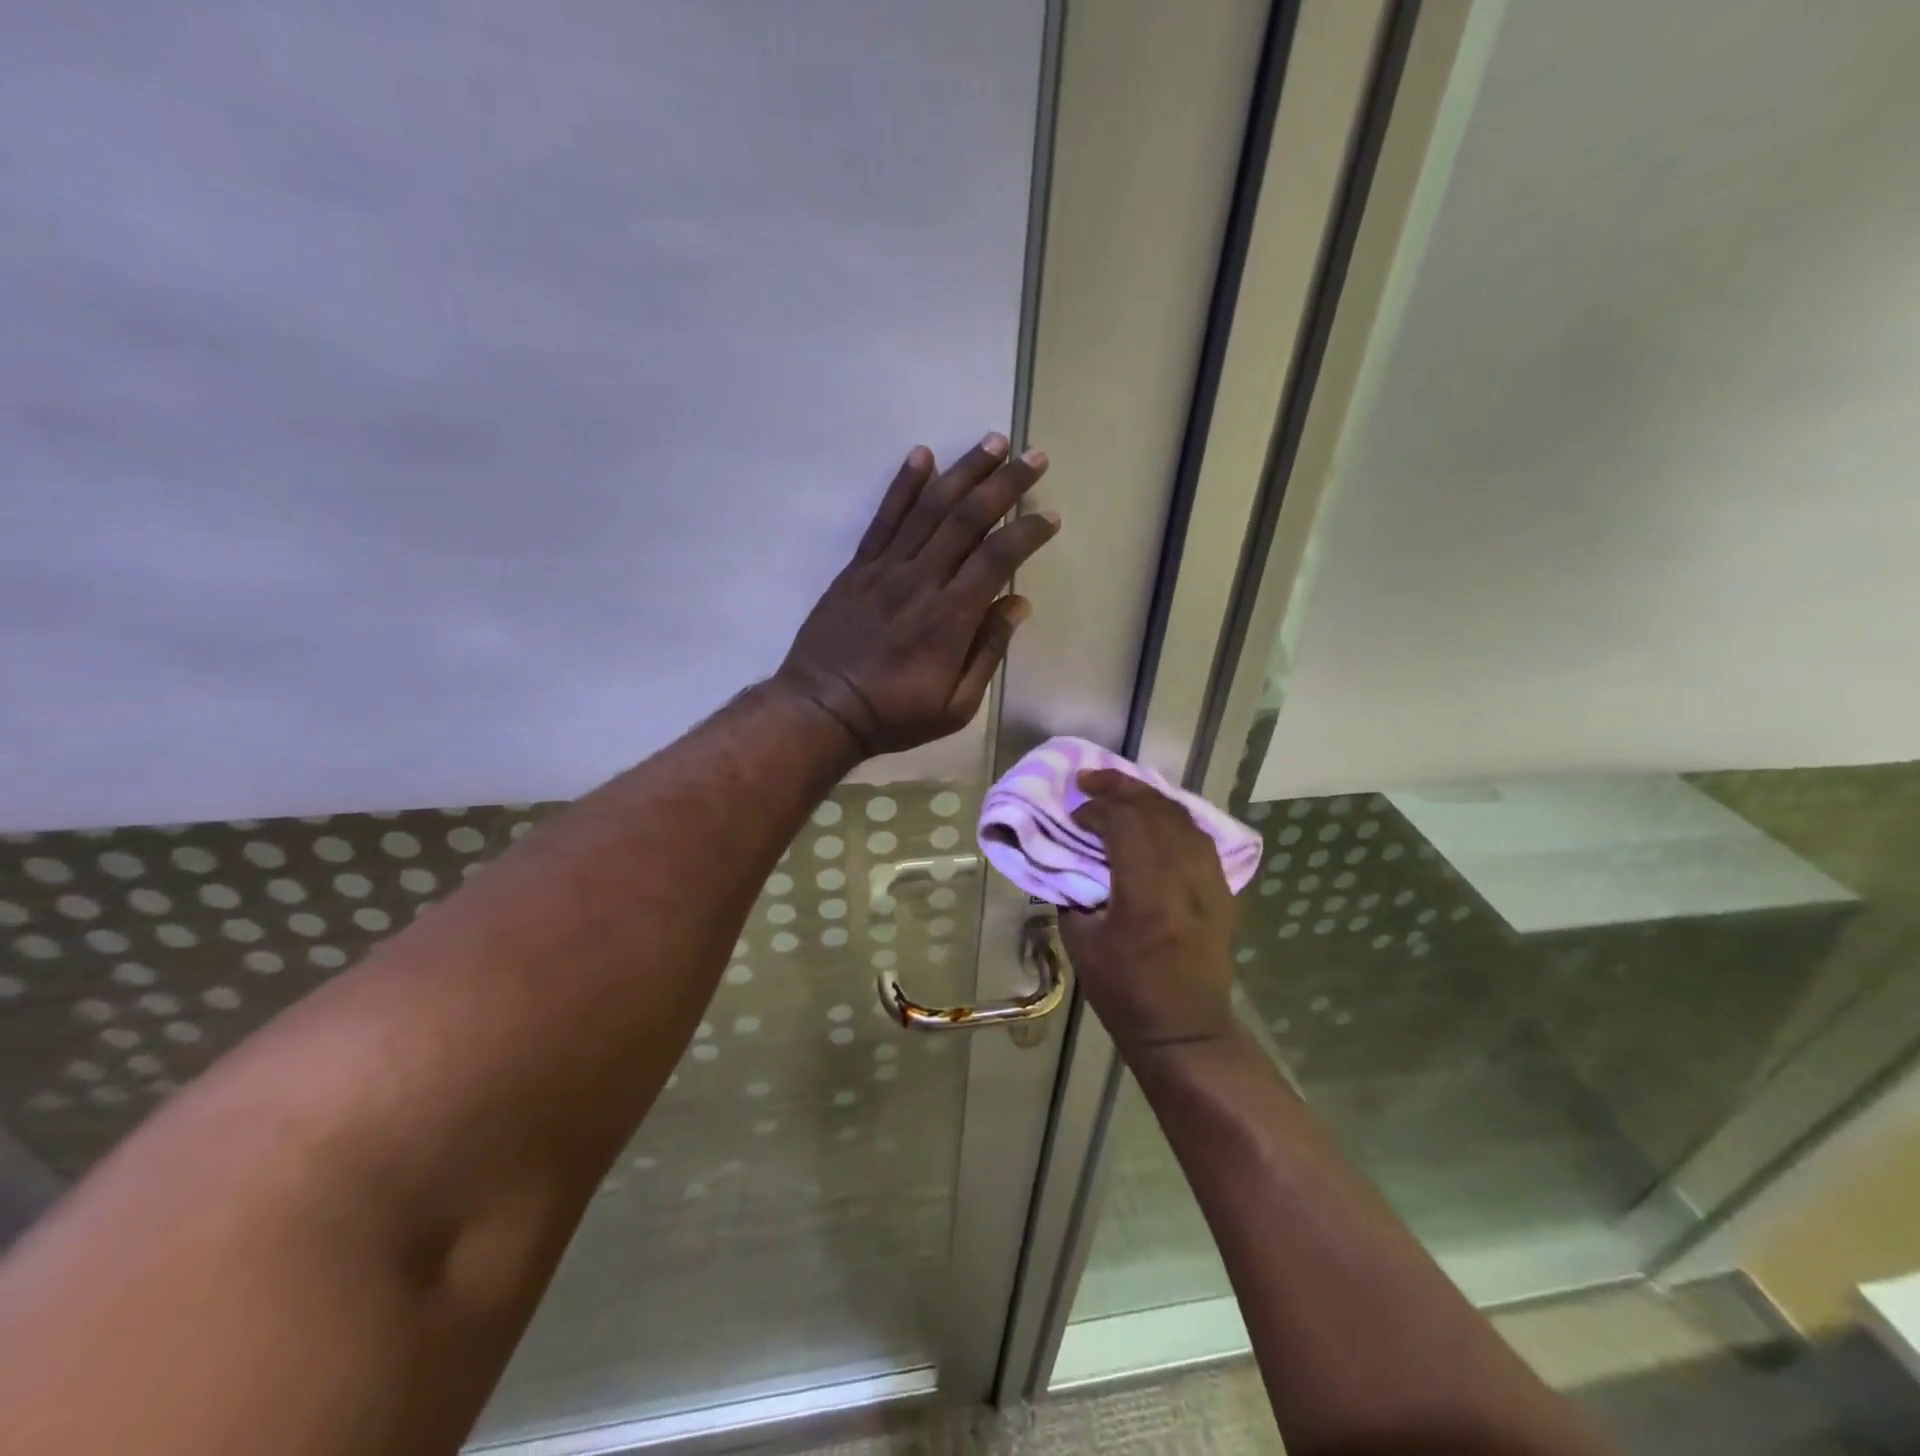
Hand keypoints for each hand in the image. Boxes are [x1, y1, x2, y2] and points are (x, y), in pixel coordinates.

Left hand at [775, 434, 1057, 755]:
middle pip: (968, 519)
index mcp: (950, 618)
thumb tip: (1017, 603)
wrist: (821, 710)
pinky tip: (922, 456)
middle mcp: (921, 581)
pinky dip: (903, 485)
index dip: (1027, 532)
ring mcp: (885, 569)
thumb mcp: (956, 706)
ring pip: (929, 508)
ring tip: (992, 442)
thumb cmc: (894, 715)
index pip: (997, 558)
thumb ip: (988, 652)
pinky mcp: (857, 568)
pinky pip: (883, 519)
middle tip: (1034, 456)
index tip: (1050, 517)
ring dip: (964, 471)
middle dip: (1005, 484)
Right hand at [1058, 769, 1240, 1060]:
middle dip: (1121, 786)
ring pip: (1182, 817)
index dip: (1097, 808)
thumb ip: (1073, 891)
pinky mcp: (1223, 889)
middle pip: (1156, 810)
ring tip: (1121, 790)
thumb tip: (1070, 857)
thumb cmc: (1125, 993)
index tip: (1075, 814)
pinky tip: (1154, 817)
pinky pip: (1199, 836)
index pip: (1126, 824)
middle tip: (1091, 778)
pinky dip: (1172, 817)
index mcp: (1146, 895)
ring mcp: (1211, 882)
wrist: (1185, 1030)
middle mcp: (1185, 879)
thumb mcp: (1082, 942)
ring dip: (1149, 796)